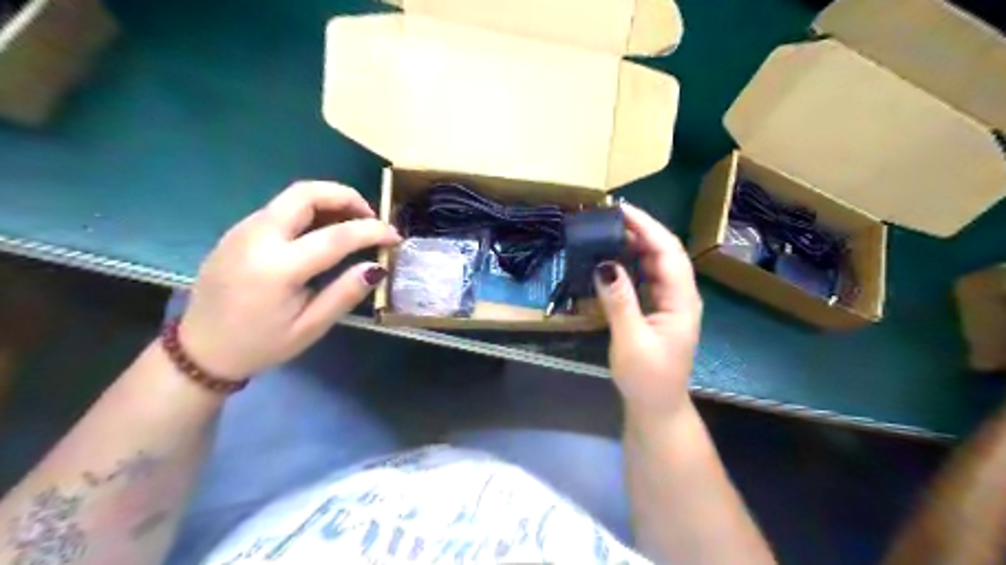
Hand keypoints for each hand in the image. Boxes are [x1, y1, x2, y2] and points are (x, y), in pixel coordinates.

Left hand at [179, 179, 402, 378]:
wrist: (199, 350)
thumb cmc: (260, 344)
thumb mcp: (310, 328)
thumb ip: (345, 293)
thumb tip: (376, 267)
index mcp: (278, 268)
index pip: (336, 235)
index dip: (372, 231)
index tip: (395, 236)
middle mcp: (257, 238)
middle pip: (306, 193)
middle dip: (346, 196)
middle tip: (370, 217)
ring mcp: (243, 230)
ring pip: (292, 196)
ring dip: (328, 201)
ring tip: (351, 224)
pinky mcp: (238, 231)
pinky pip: (280, 208)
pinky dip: (309, 210)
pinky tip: (322, 232)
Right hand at [595, 206, 700, 420]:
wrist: (657, 407)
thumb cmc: (647, 378)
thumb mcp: (631, 340)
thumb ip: (620, 301)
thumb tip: (604, 264)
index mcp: (681, 300)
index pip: (668, 252)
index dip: (647, 227)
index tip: (621, 210)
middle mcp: (681, 295)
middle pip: (666, 252)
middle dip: (641, 230)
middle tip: (610, 216)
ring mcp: (671, 302)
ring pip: (657, 263)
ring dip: (637, 244)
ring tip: (611, 231)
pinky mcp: (660, 309)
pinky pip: (648, 277)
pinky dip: (633, 262)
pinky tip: (616, 258)